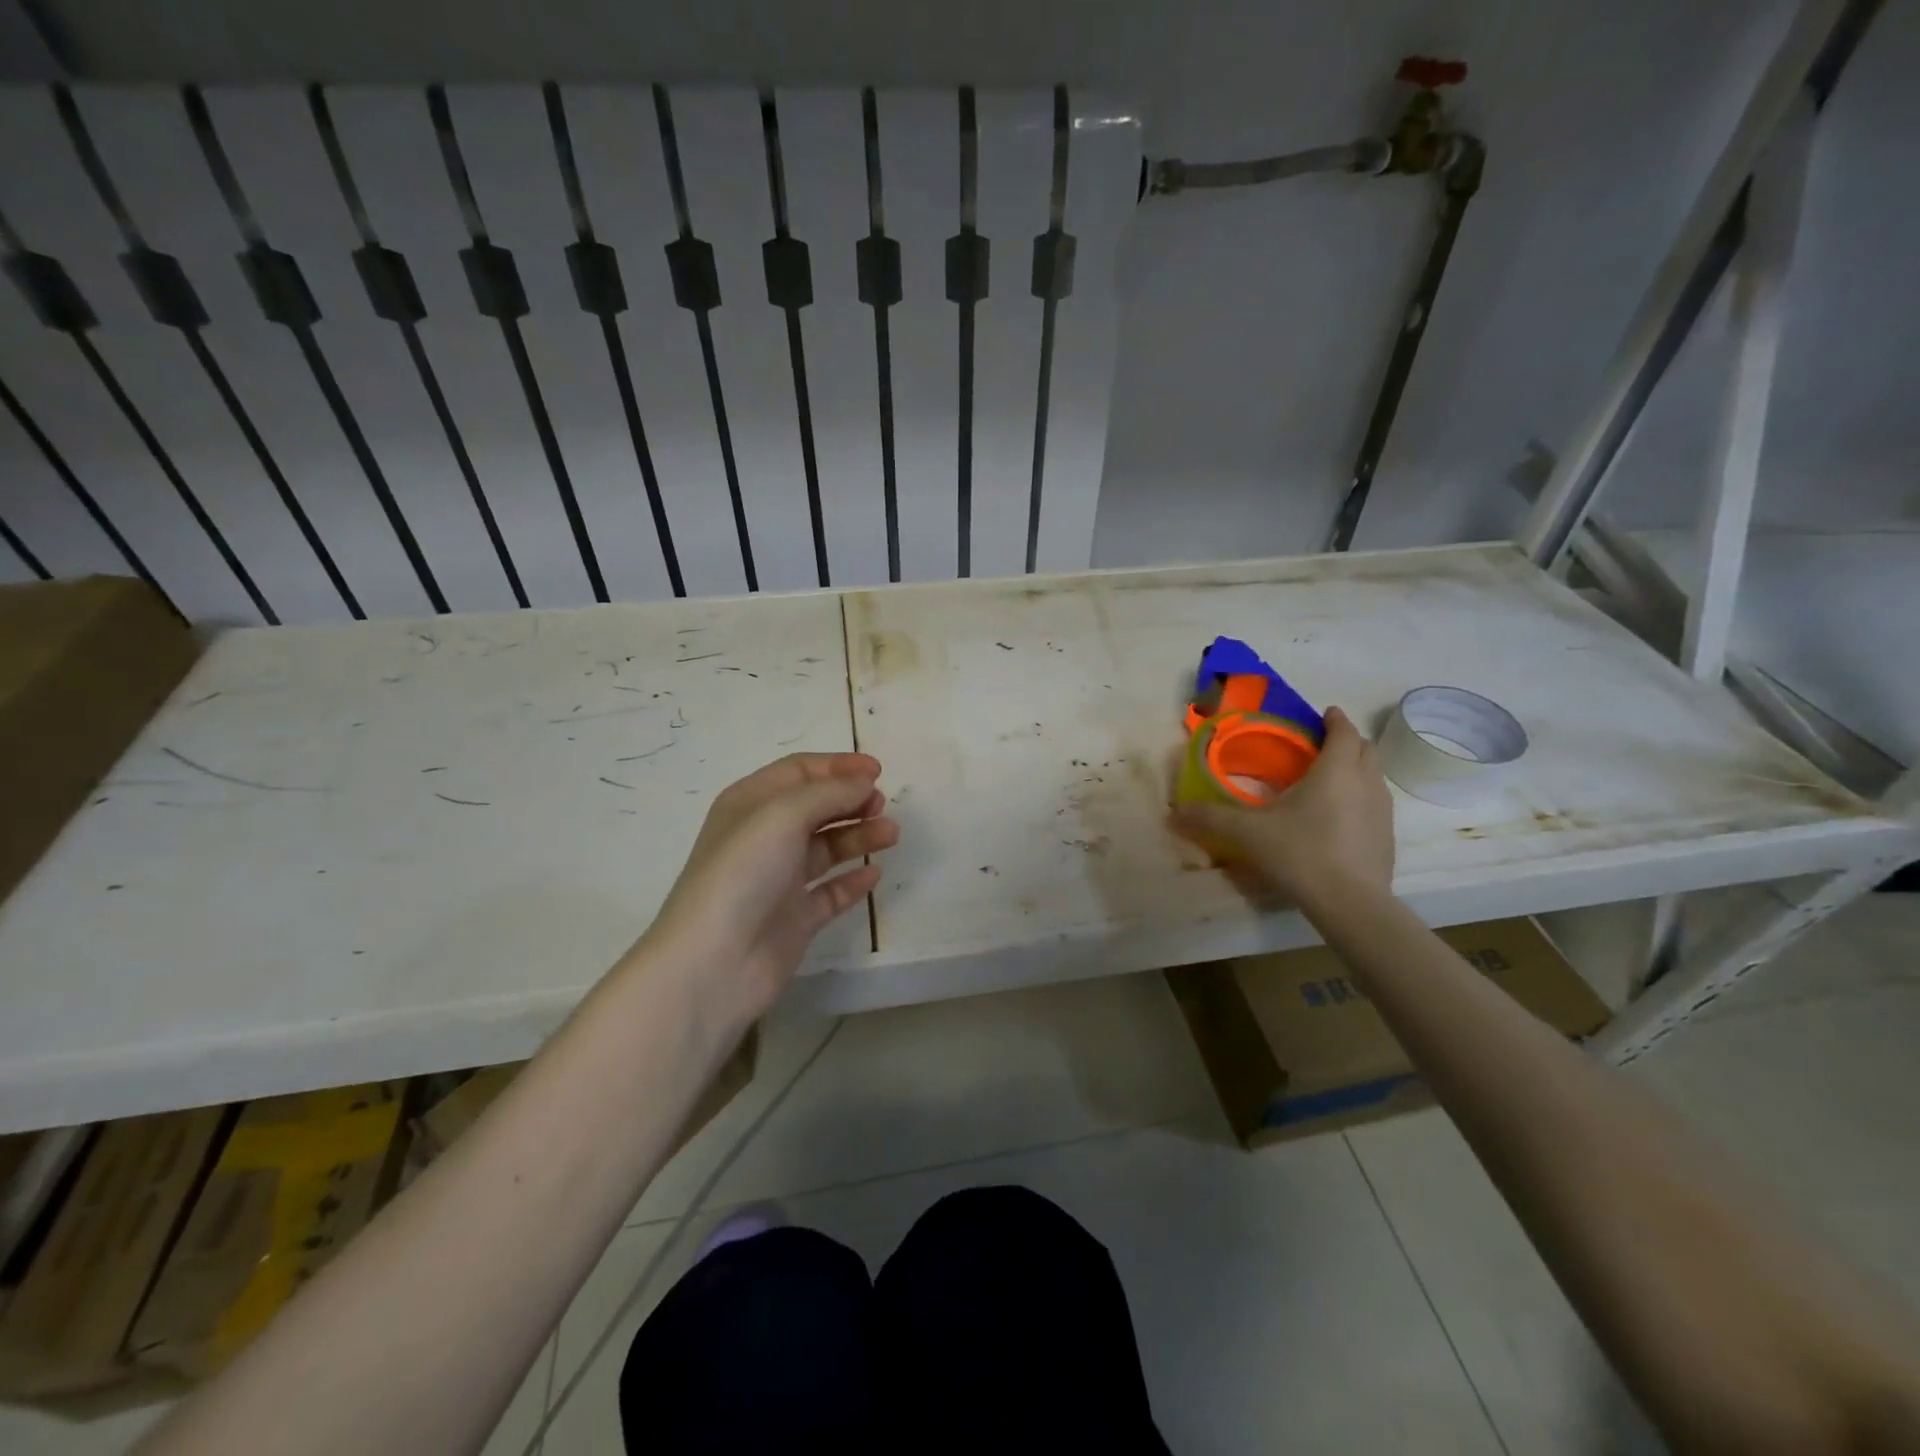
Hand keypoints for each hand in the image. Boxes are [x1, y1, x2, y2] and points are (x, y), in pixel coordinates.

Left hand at [641, 753, 898, 1021]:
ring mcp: (779, 880)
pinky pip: (831, 892)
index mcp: (750, 804)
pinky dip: (853, 881)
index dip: (838, 767)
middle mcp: (764, 838)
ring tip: (891, 835)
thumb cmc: (743, 873)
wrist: (714, 962)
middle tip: (882, 804)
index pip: (799, 772)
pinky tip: (875, 874)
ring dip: (859, 836)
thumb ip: (829, 793)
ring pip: (827, 848)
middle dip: (851, 800)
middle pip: (816, 808)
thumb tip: (864, 783)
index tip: (878, 771)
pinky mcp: (795, 919)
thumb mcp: (783, 815)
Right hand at [1172, 706, 1394, 910]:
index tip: (1324, 714)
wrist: (1350, 903)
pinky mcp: (1387, 838)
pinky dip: (1360, 800)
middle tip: (1320, 747)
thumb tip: (1174, 813)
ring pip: (1373, 777)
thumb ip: (1211, 818)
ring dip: (1355, 770)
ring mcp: (1382, 812)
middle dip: (1346, 742)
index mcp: (1335, 770)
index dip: (1335, 719)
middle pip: (1365, 749)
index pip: (1344, 731)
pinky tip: (1338, 820)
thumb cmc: (1300, 852)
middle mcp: (1366, 783)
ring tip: (1328, 781)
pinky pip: (1375, 805)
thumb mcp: (1248, 833)